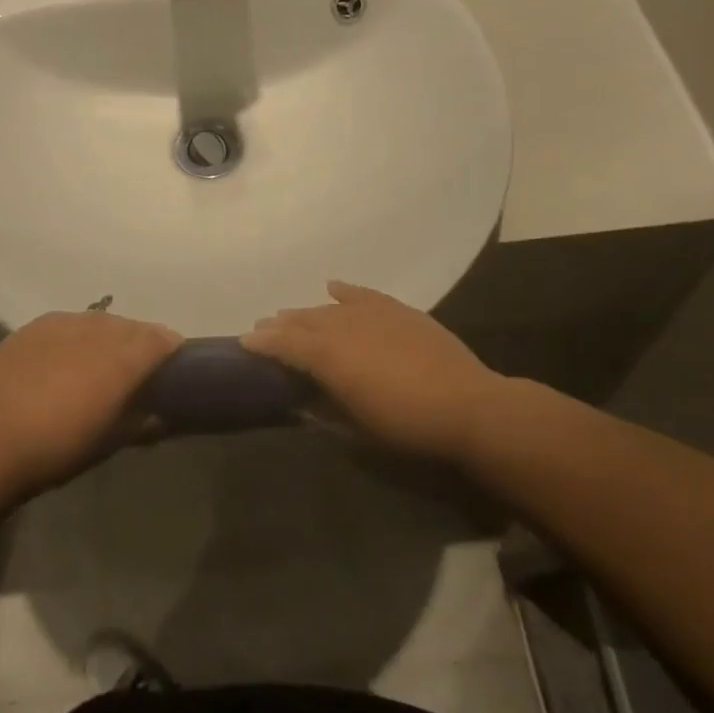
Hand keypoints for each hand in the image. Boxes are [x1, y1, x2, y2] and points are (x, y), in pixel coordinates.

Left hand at [0, 311, 181, 490]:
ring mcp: (62, 324)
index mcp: (122, 360)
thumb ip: (140, 423)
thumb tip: (159, 417)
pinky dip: (76, 332)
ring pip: (98, 319)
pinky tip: (67, 351)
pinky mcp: (32, 327)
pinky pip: (67, 321)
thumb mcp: (108, 443)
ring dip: (108, 333)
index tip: (173, 360)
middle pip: (131, 326)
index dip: (170, 347)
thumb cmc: (58, 449)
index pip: (160, 339)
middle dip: (140, 340)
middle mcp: (97, 332)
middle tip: (138, 363)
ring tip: (102, 355)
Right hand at [241, 281, 508, 464]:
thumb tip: (301, 399)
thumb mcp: (357, 425)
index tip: (245, 341)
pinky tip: (333, 287)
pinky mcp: (398, 310)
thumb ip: (324, 407)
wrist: (468, 405)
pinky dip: (345, 291)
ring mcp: (372, 313)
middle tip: (264, 329)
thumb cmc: (406, 424)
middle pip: (303, 320)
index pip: (285, 343)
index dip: (263, 342)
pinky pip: (363, 294)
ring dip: (307, 312)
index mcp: (328, 356)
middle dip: (281, 325)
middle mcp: (343, 326)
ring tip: (292, 315)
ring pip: (329, 308)